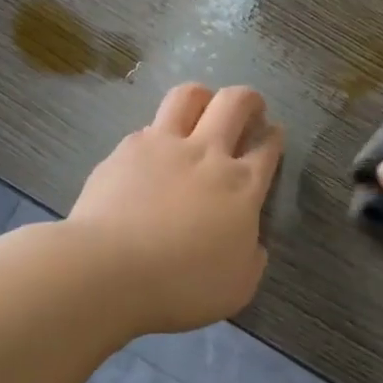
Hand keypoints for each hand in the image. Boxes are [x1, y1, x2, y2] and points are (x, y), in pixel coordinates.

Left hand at [69, 83, 285, 335]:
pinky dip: (157, 133)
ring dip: (202, 97)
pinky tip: (152, 152)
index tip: (273, 135)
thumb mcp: (238, 287)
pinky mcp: (125, 150)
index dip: (274, 137)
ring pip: (188, 96)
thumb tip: (252, 244)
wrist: (109, 270)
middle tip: (249, 109)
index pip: (267, 147)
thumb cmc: (181, 285)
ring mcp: (163, 146)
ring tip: (202, 108)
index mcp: (242, 185)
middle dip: (248, 99)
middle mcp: (207, 154)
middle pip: (235, 103)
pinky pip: (148, 127)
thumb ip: (251, 258)